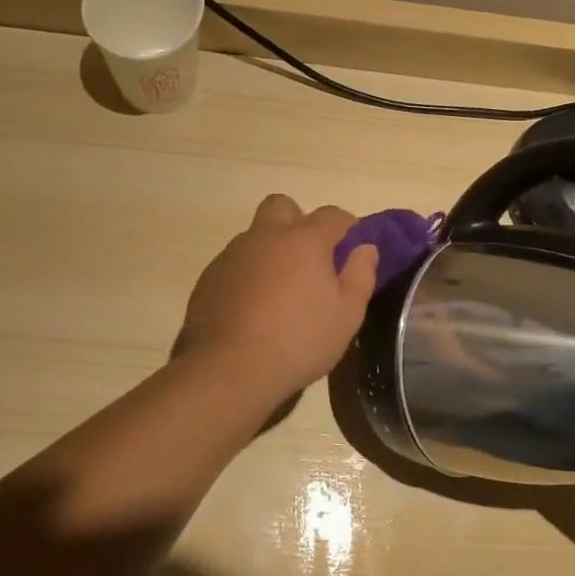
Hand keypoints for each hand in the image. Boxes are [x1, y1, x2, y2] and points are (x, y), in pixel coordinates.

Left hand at [178, 195, 378, 400]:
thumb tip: (365, 248)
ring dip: (272, 250)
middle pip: (283, 206)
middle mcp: (265, 236)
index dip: (348, 226)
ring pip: (256, 236)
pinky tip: (254, 308)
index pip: (332, 215)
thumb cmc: (299, 340)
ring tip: (282, 291)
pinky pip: (235, 263)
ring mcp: (232, 255)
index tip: (353, 247)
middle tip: (311, 257)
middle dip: (299, 221)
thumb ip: (360, 275)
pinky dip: (249, 274)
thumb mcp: (347, 315)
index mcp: (304, 239)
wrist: (228, 369)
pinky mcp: (209, 278)